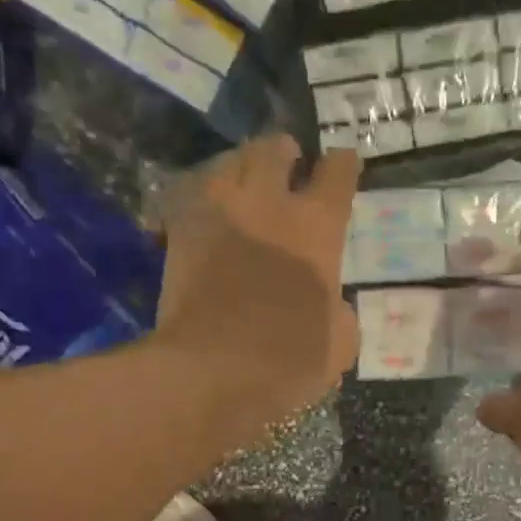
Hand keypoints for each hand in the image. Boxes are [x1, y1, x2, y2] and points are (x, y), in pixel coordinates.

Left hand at [153, 134, 360, 422]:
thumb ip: (338, 309)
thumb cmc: (287, 359)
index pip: (336, 173)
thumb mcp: (340, 342)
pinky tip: (208, 212)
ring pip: (226, 163)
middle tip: (287, 162)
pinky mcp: (178, 233)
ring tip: (244, 181)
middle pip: (273, 150)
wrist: (211, 371)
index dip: (342, 165)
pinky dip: (201, 199)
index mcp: (316, 227)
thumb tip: (328, 303)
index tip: (342, 165)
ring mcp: (217, 214)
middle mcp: (267, 205)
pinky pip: (189, 197)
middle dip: (283, 151)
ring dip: (240, 166)